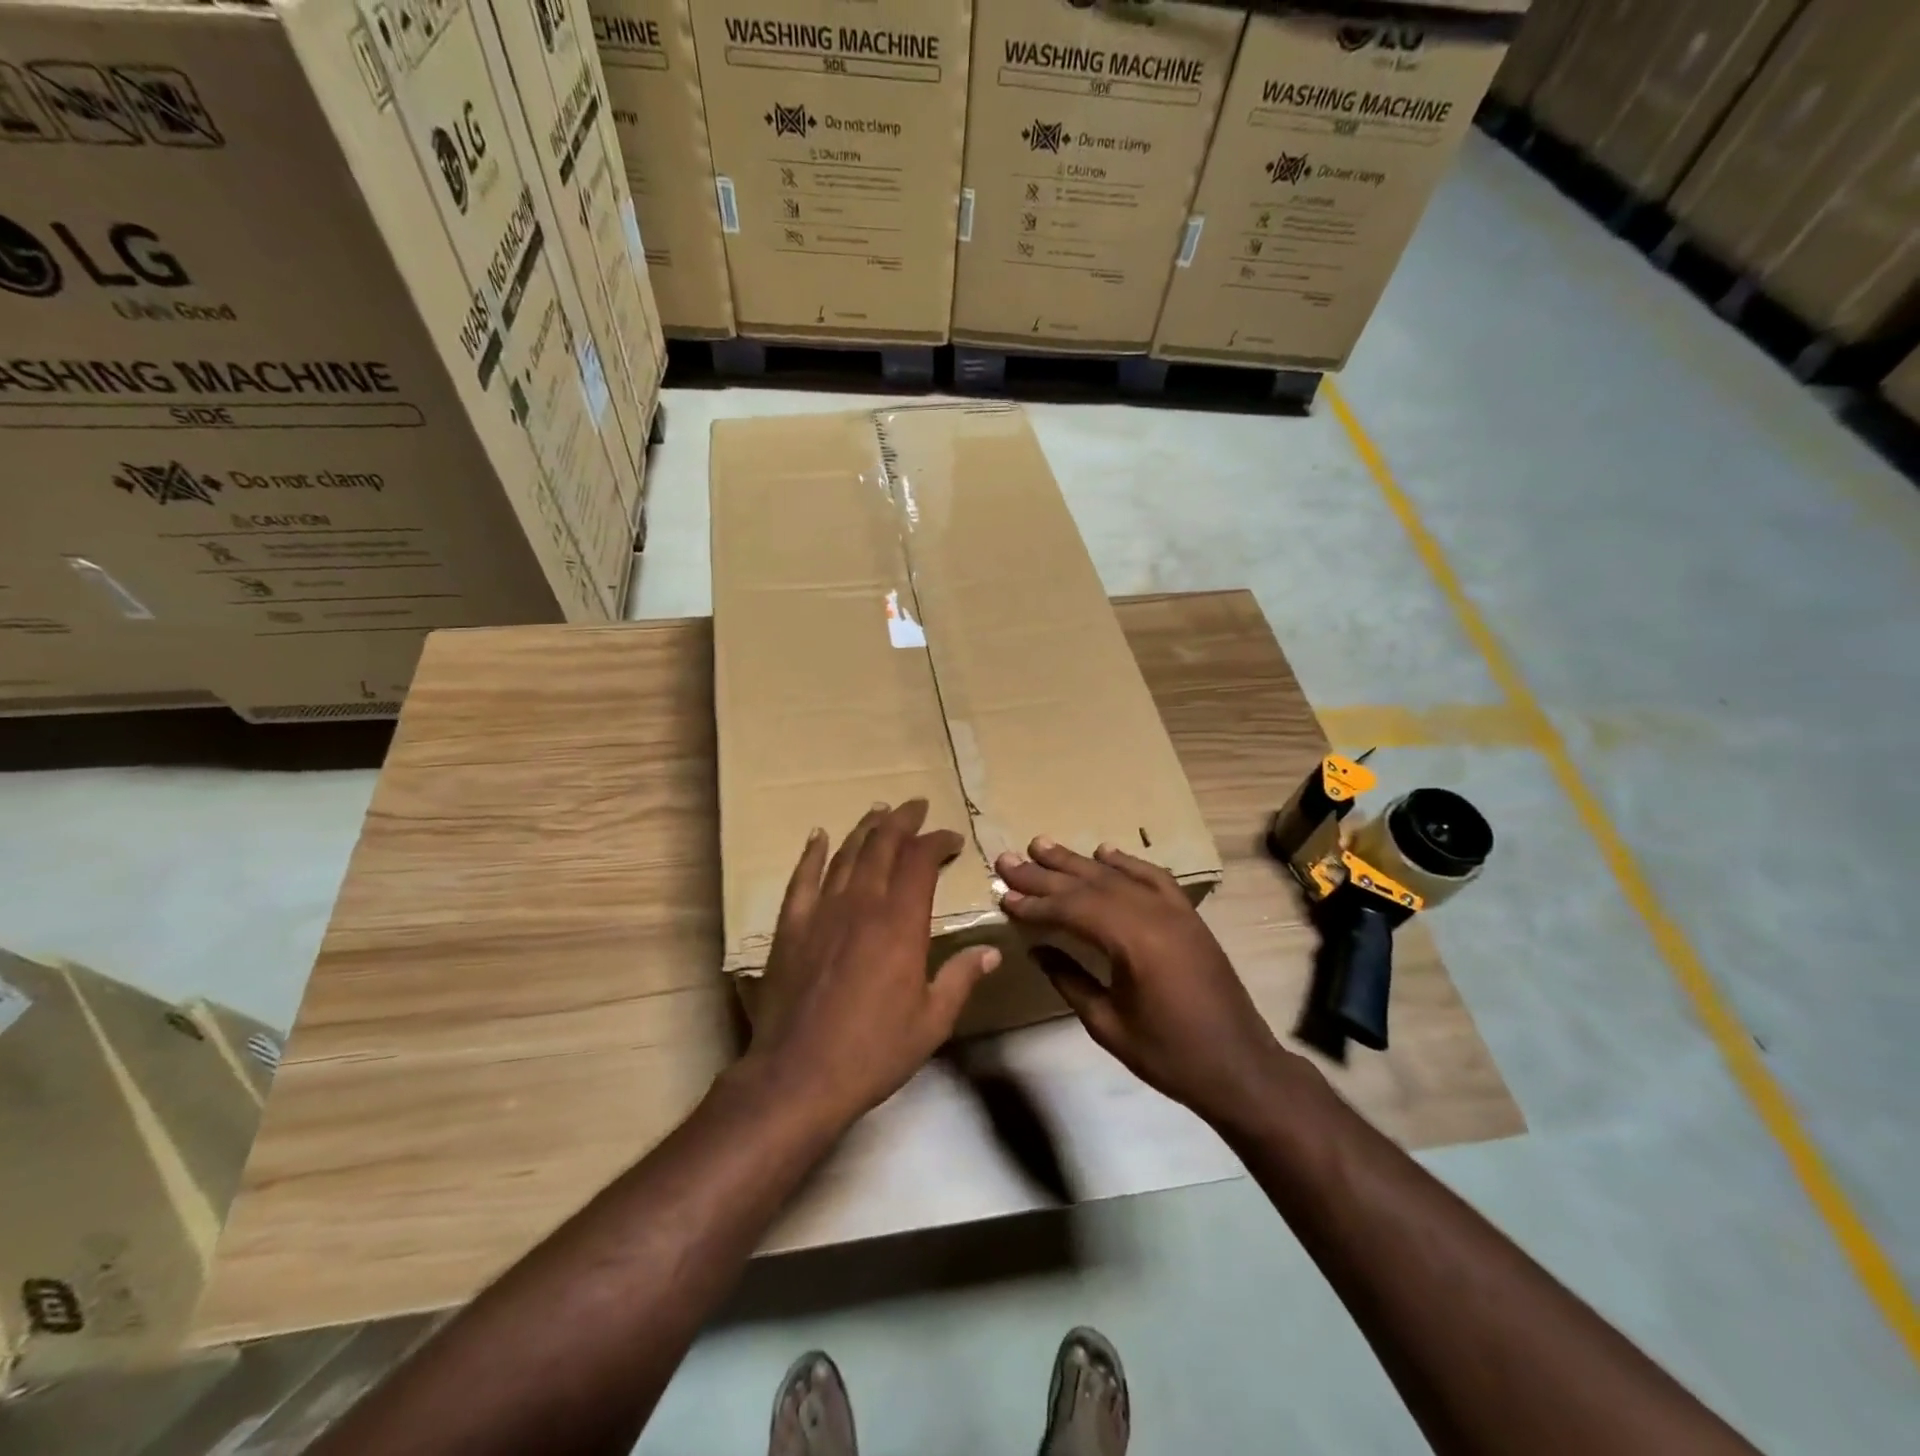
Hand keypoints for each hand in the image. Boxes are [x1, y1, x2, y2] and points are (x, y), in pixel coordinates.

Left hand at [746, 801, 999, 1131]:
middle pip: (883, 846)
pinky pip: (803, 879)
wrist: (798, 1075)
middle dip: (903, 821)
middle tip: (916, 806)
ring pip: (846, 855)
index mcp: (901, 923)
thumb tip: (991, 951)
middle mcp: (862, 905)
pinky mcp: (791, 927)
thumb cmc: (873, 1052)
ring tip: (879, 810)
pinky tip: (819, 836)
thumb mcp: (932, 1022)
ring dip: (865, 829)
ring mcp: (822, 912)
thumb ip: (961, 978)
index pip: (921, 862)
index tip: (952, 839)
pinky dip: (813, 854)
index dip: (938, 842)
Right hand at [997, 838, 1302, 1128]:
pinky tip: (1104, 851)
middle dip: (1045, 873)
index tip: (1003, 896)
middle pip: (1090, 885)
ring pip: (1117, 875)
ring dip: (1077, 861)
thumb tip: (1037, 949)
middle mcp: (1154, 914)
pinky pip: (1153, 877)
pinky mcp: (1188, 916)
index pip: (1072, 910)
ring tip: (1041, 845)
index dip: (1035, 904)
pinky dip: (1126, 862)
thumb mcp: (1108, 1025)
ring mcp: (1175, 911)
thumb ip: (1069, 980)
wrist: (1240, 1067)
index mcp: (1134, 942)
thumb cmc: (1170, 1055)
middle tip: (1008, 859)